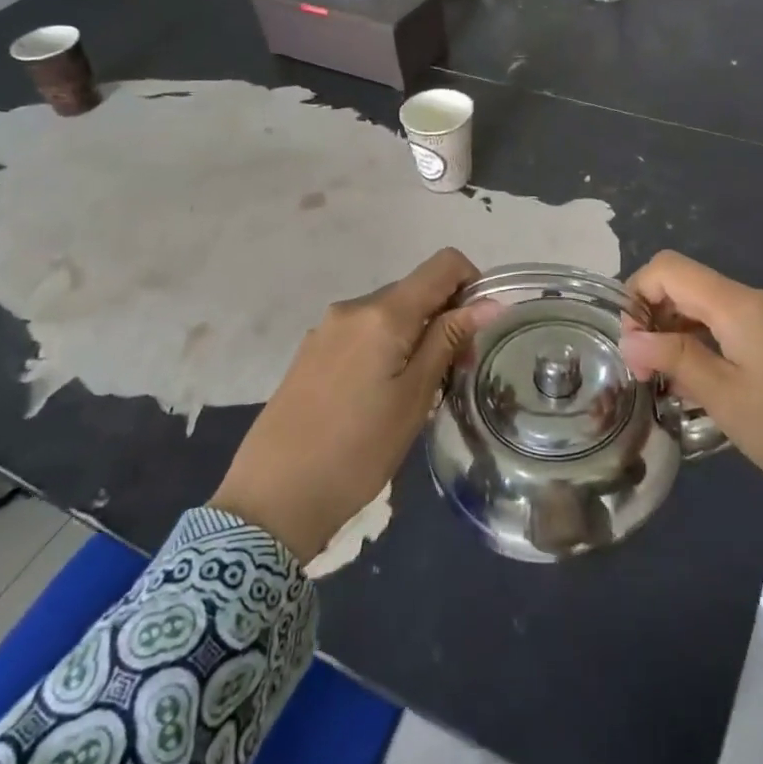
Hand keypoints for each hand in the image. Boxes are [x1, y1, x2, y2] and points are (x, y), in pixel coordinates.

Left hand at [210, 248, 497, 563]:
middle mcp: (352, 308)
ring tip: (416, 394)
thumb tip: (490, 302)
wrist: (272, 499)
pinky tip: (379, 398)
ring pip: (390, 315)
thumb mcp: (414, 397)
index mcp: (382, 313)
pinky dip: (386, 350)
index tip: (477, 331)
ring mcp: (327, 329)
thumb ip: (449, 341)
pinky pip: (363, 333)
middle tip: (452, 375)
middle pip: (416, 290)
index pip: (443, 265)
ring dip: (416, 338)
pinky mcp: (311, 352)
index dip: (472, 284)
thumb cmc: (357, 450)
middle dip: (445, 319)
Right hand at [619, 252, 762, 535]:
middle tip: (644, 371)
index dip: (638, 295)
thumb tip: (629, 338)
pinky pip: (728, 325)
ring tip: (667, 383)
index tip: (630, 344)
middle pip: (686, 284)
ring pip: (705, 306)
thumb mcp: (726, 399)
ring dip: (676, 334)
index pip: (669, 269)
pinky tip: (698, 384)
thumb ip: (675, 360)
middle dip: (654, 317)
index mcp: (740, 306)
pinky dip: (703, 343)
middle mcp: (755, 299)